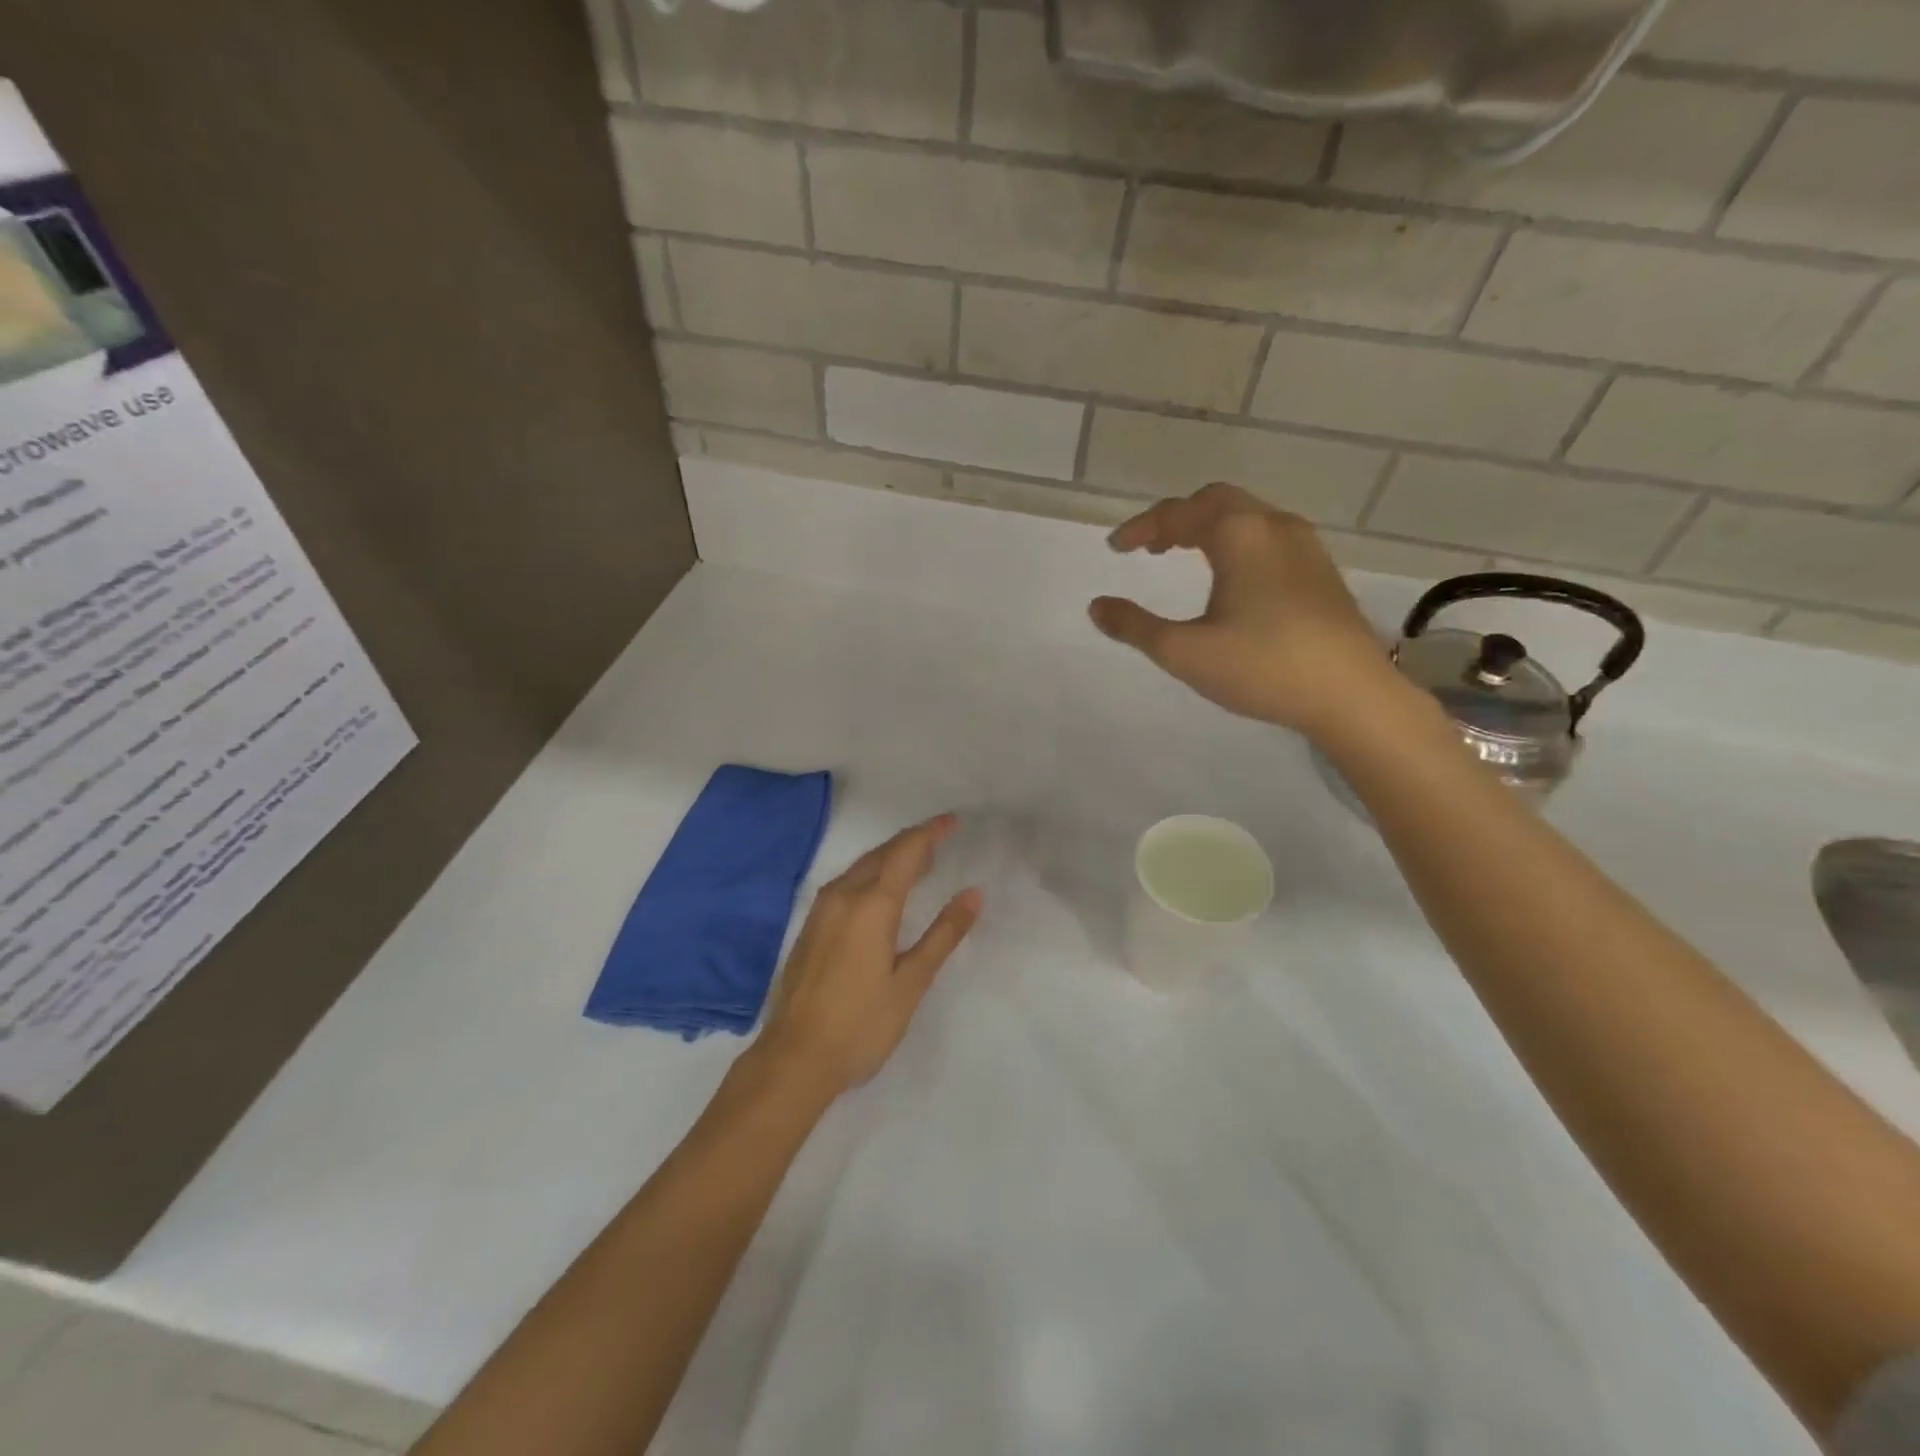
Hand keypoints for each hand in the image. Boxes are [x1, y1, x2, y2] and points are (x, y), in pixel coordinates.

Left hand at [756, 814, 981, 1096]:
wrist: (794, 1058)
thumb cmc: (861, 1024)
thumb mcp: (911, 982)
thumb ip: (943, 934)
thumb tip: (973, 894)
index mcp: (871, 905)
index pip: (905, 853)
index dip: (930, 833)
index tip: (952, 821)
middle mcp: (842, 896)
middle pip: (881, 854)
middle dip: (911, 842)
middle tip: (940, 840)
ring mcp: (821, 911)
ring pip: (861, 867)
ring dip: (890, 858)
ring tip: (918, 864)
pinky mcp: (810, 927)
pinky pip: (846, 884)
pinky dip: (871, 875)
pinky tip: (881, 893)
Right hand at [1089, 484, 1403, 740]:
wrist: (1350, 694)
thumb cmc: (1261, 666)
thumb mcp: (1184, 652)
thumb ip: (1135, 626)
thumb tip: (1097, 606)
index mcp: (1239, 534)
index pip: (1179, 513)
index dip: (1142, 527)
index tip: (1116, 548)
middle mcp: (1274, 526)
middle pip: (1216, 502)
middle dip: (1177, 519)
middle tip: (1151, 547)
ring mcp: (1306, 547)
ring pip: (1248, 517)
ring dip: (1210, 528)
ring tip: (1185, 556)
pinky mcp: (1322, 572)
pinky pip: (1269, 537)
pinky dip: (1237, 542)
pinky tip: (1233, 579)